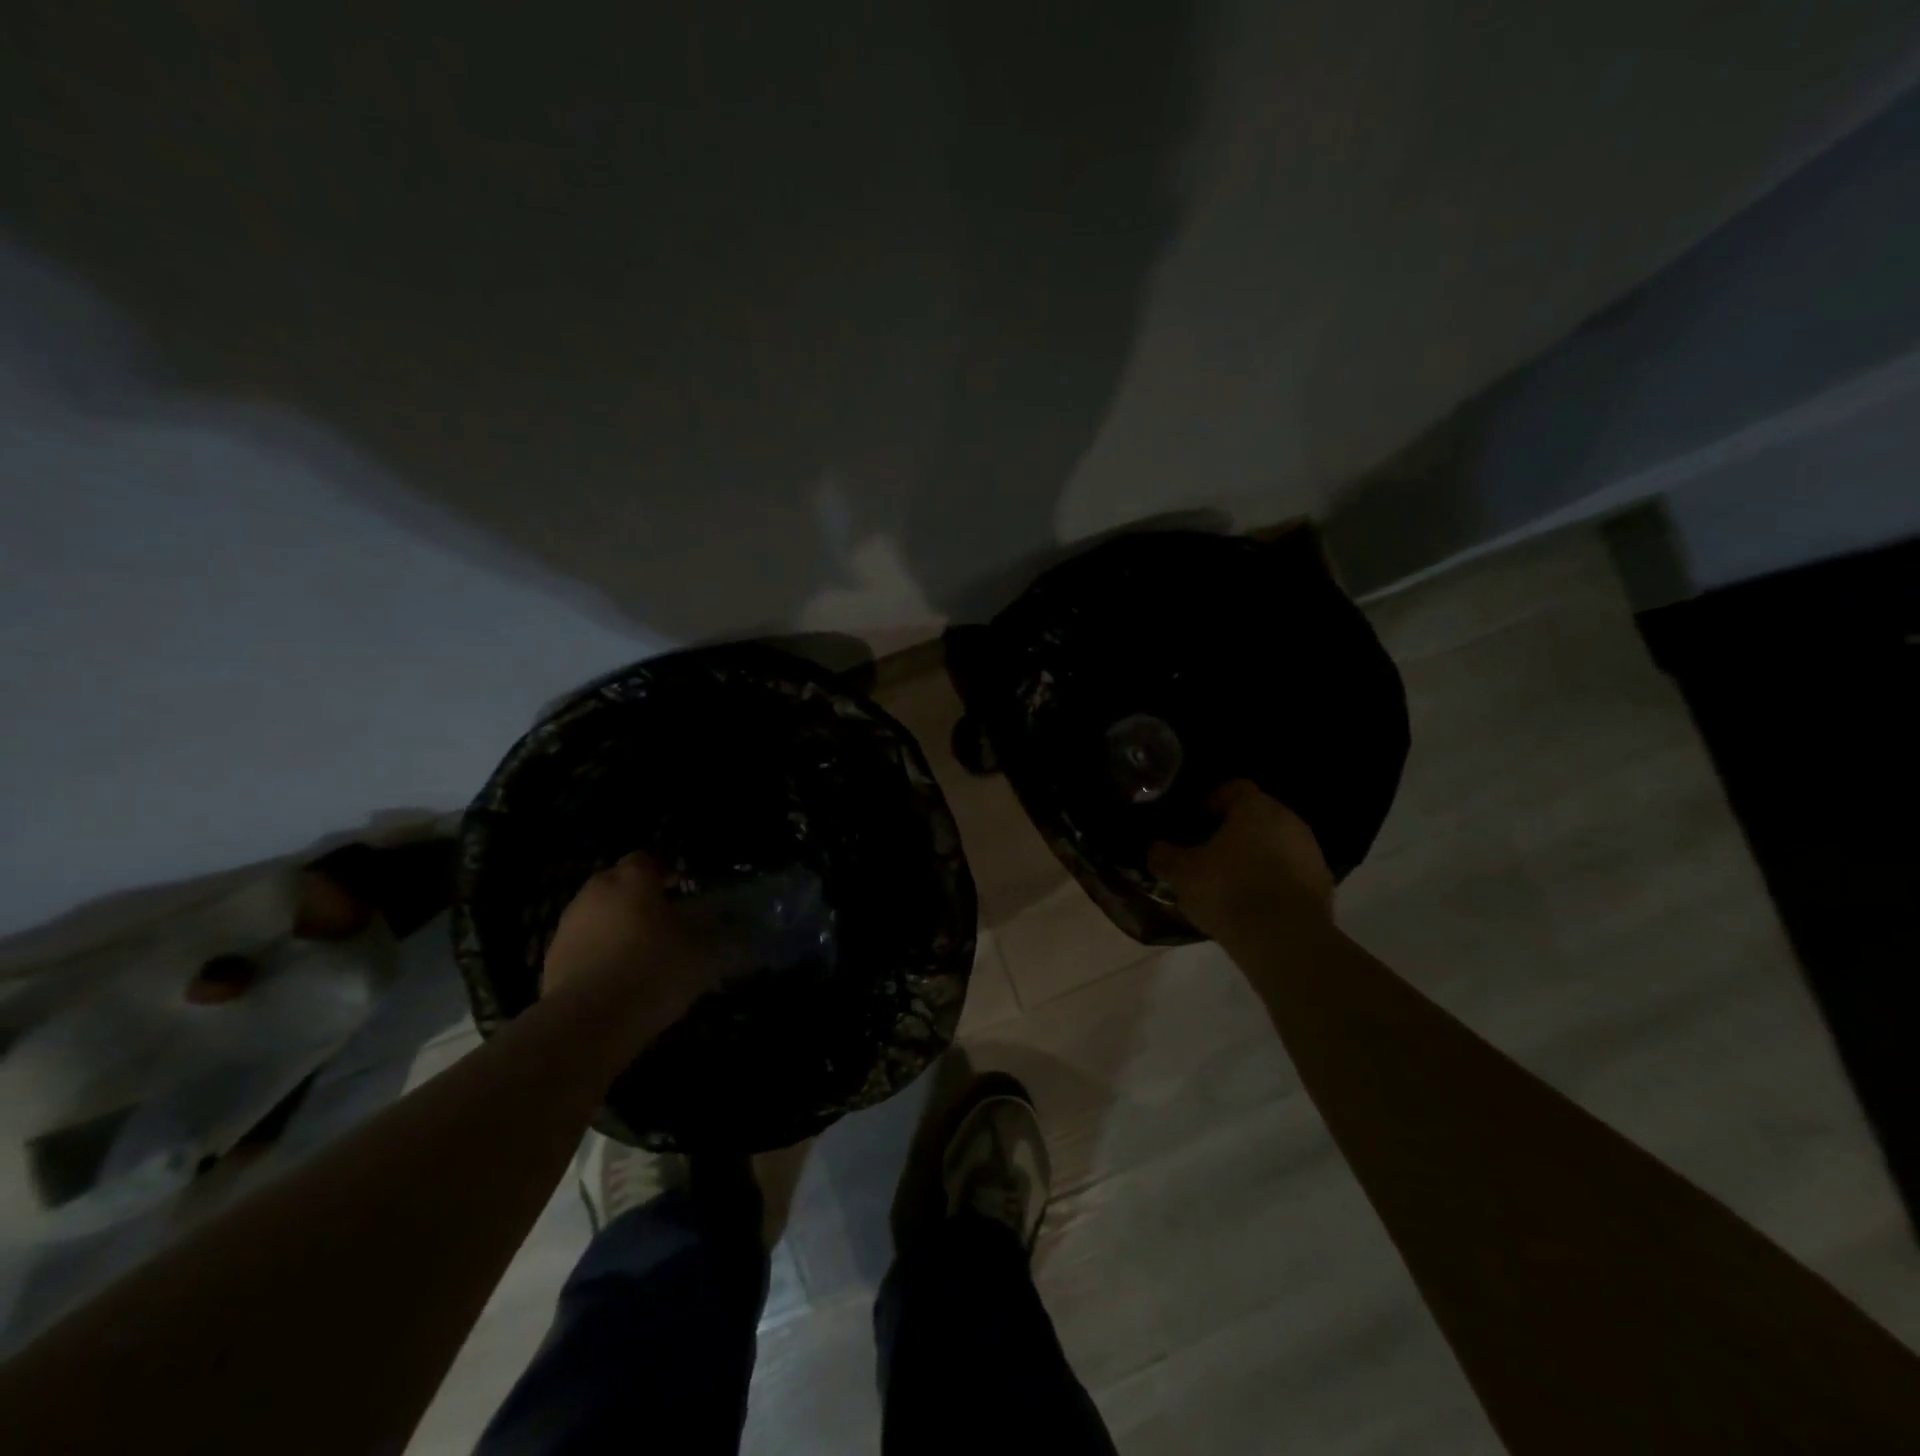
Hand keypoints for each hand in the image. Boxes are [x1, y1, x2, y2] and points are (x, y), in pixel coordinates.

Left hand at [541, 854, 717, 1011]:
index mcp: (634, 878)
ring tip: (640, 952)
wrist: (590, 1020)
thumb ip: (712, 932)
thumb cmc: (655, 969)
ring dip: (617, 924)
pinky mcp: (552, 957)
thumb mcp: (703, 951)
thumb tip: (719, 926)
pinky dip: (599, 952)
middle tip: (664, 920)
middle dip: (639, 896)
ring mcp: (569, 923)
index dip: (667, 871)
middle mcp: (597, 890)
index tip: (683, 889)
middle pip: (620, 882)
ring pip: (599, 913)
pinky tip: (617, 978)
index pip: (650, 858)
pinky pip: (584, 944)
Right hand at [1150, 781, 1334, 940]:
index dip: (1212, 801)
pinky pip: (1291, 872)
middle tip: (1209, 851)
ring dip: (1256, 855)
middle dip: (1234, 830)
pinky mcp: (1323, 884)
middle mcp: (1289, 820)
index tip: (1195, 820)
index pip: (1233, 788)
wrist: (1285, 940)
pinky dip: (1274, 879)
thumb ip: (1163, 855)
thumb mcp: (1181, 873)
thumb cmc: (1228, 891)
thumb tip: (1155, 848)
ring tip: (1231, 880)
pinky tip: (1255, 903)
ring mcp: (1310, 852)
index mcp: (1255, 807)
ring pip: (1276, 844)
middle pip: (1257, 816)